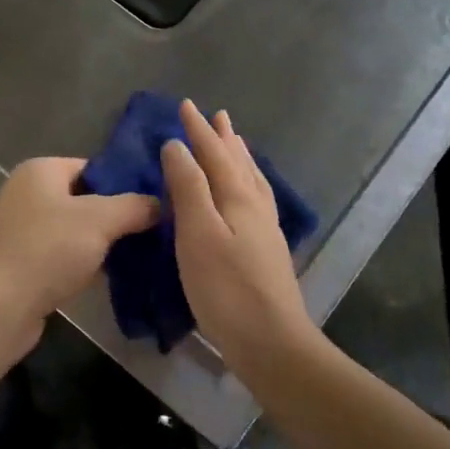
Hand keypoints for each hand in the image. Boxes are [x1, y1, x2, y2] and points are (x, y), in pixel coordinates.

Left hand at [0, 157, 159, 361]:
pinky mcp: (22, 264)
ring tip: (143, 254)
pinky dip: (85, 263)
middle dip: (117, 215)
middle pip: (85, 199)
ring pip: (75, 230)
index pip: (93, 167)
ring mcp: (22, 230)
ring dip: (103, 243)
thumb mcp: (100, 220)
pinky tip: (114, 277)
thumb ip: (135, 206)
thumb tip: (160, 203)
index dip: (125, 182)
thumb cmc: (47, 250)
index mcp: (40, 171)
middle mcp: (27, 194)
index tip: (157, 201)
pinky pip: (63, 256)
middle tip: (156, 230)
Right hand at [161, 100, 313, 368]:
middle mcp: (254, 205)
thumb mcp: (198, 234)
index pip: (214, 153)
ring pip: (251, 180)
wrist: (272, 343)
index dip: (198, 130)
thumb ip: (188, 187)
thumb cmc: (225, 288)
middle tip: (218, 115)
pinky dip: (249, 183)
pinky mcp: (267, 250)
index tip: (185, 105)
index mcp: (236, 197)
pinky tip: (249, 194)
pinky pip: (257, 198)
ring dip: (240, 157)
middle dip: (223, 138)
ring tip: (236, 142)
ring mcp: (265, 229)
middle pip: (237, 162)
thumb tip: (177, 145)